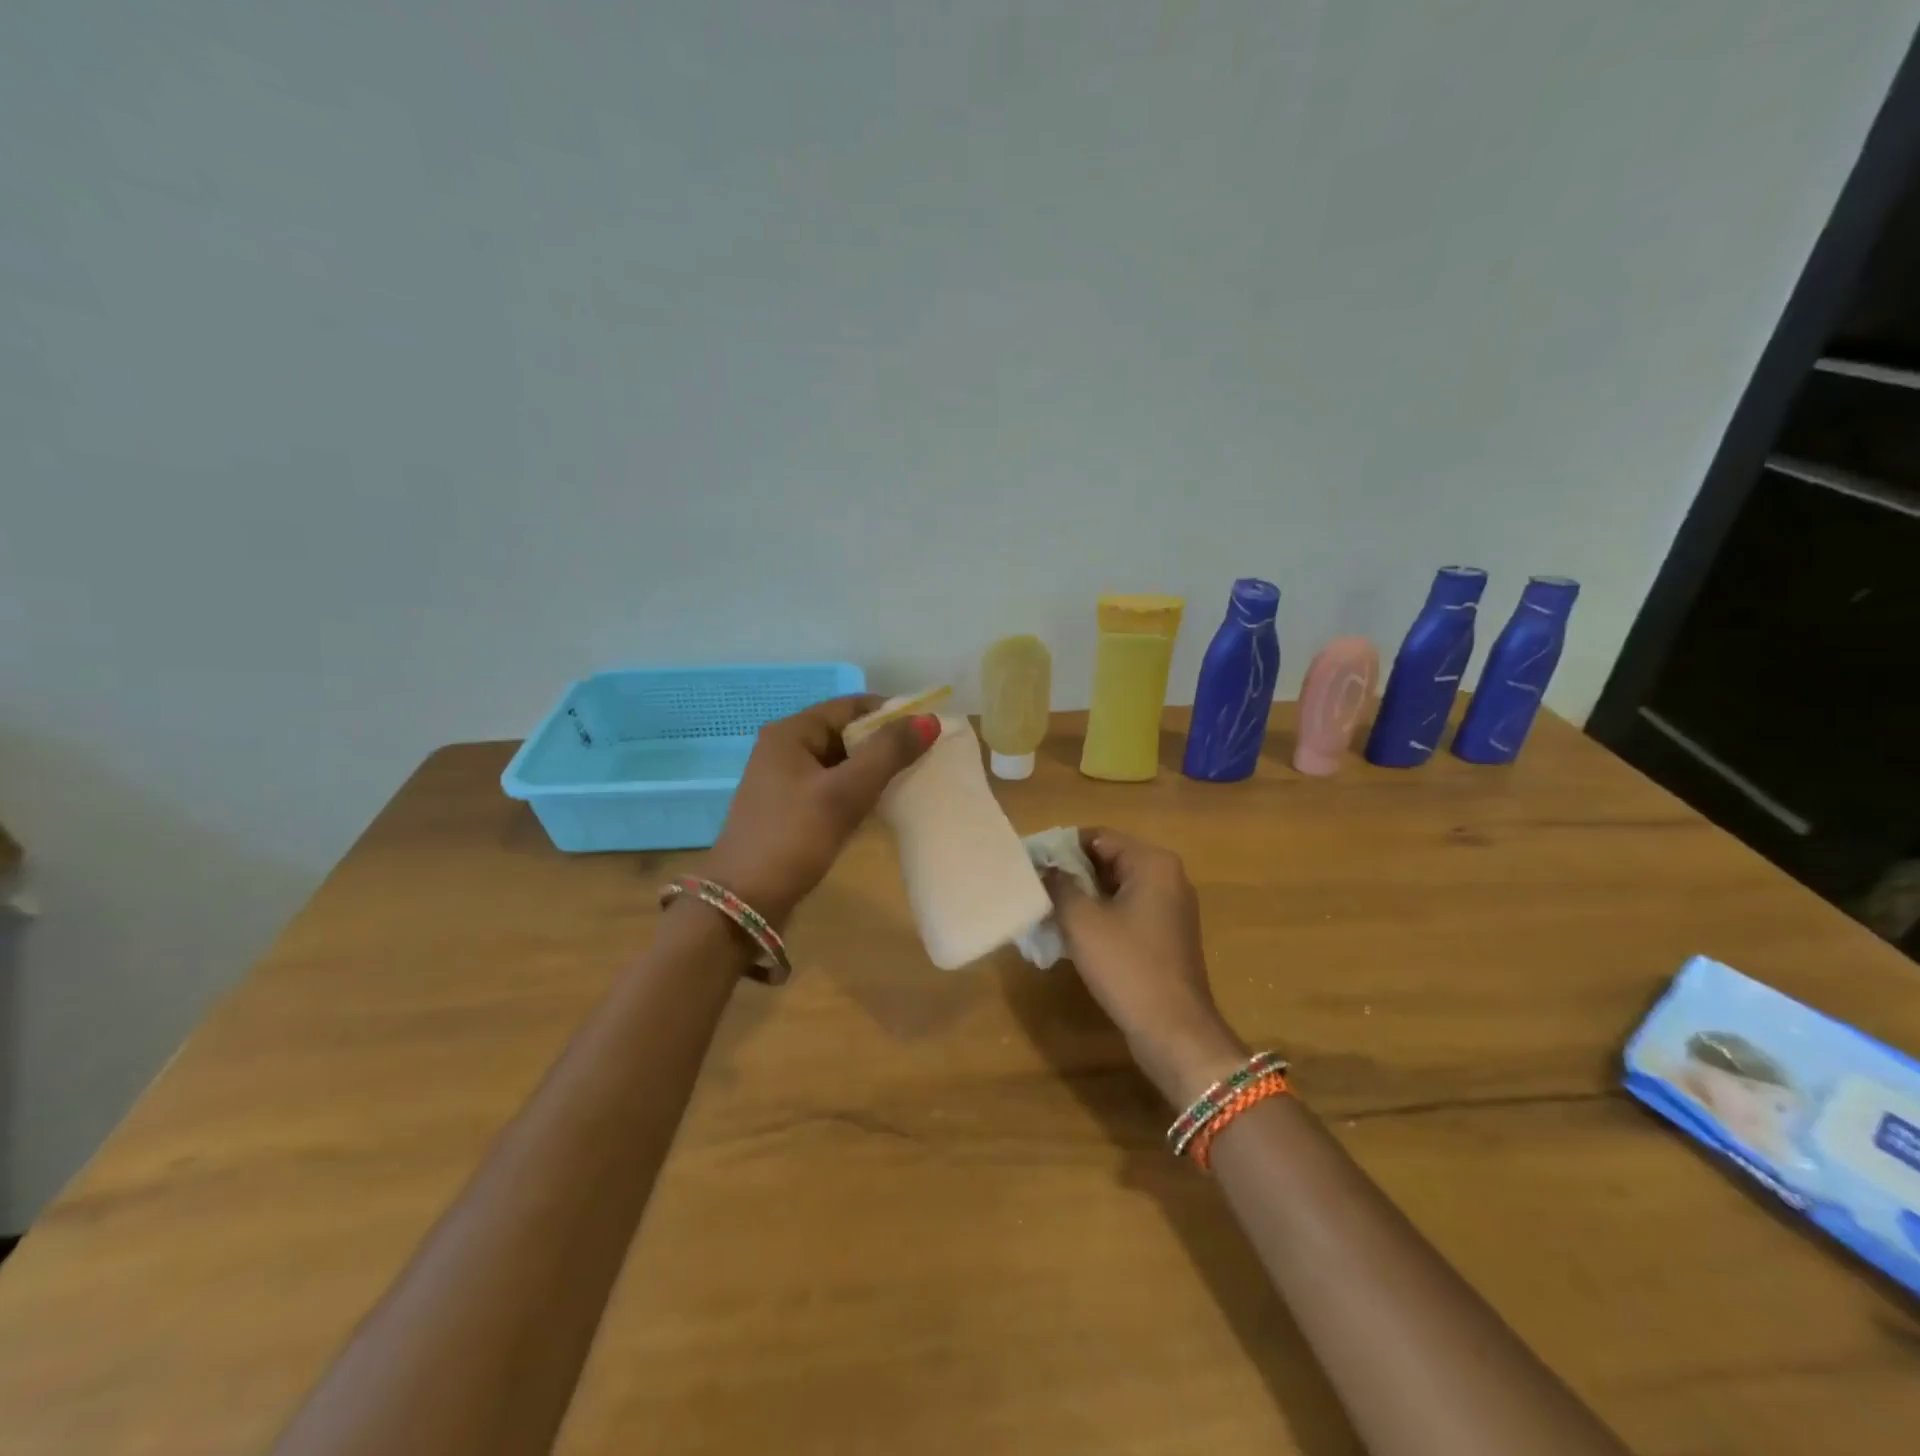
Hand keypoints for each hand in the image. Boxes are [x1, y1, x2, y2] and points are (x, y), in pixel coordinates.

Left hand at [700, 695, 937, 927]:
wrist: (744, 902)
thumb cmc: (794, 837)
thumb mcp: (845, 792)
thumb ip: (888, 753)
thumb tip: (929, 719)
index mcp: (791, 732)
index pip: (851, 705)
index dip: (891, 713)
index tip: (928, 730)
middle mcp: (785, 748)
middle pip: (846, 732)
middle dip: (884, 743)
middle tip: (926, 758)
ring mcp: (785, 780)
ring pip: (841, 762)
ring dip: (873, 769)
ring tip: (911, 781)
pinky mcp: (790, 808)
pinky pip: (831, 786)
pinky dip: (857, 790)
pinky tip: (880, 806)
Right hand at [1047, 828, 1247, 1106]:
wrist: (1174, 1030)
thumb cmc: (1127, 966)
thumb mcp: (1082, 921)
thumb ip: (1058, 885)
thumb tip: (1044, 868)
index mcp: (1152, 863)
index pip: (1097, 837)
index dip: (1060, 848)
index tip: (1030, 863)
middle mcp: (1167, 877)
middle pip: (1108, 860)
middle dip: (1070, 873)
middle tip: (1034, 887)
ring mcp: (1170, 908)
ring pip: (1115, 888)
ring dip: (1083, 897)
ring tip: (1046, 910)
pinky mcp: (1167, 935)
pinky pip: (1127, 911)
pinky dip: (1100, 916)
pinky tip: (1072, 934)